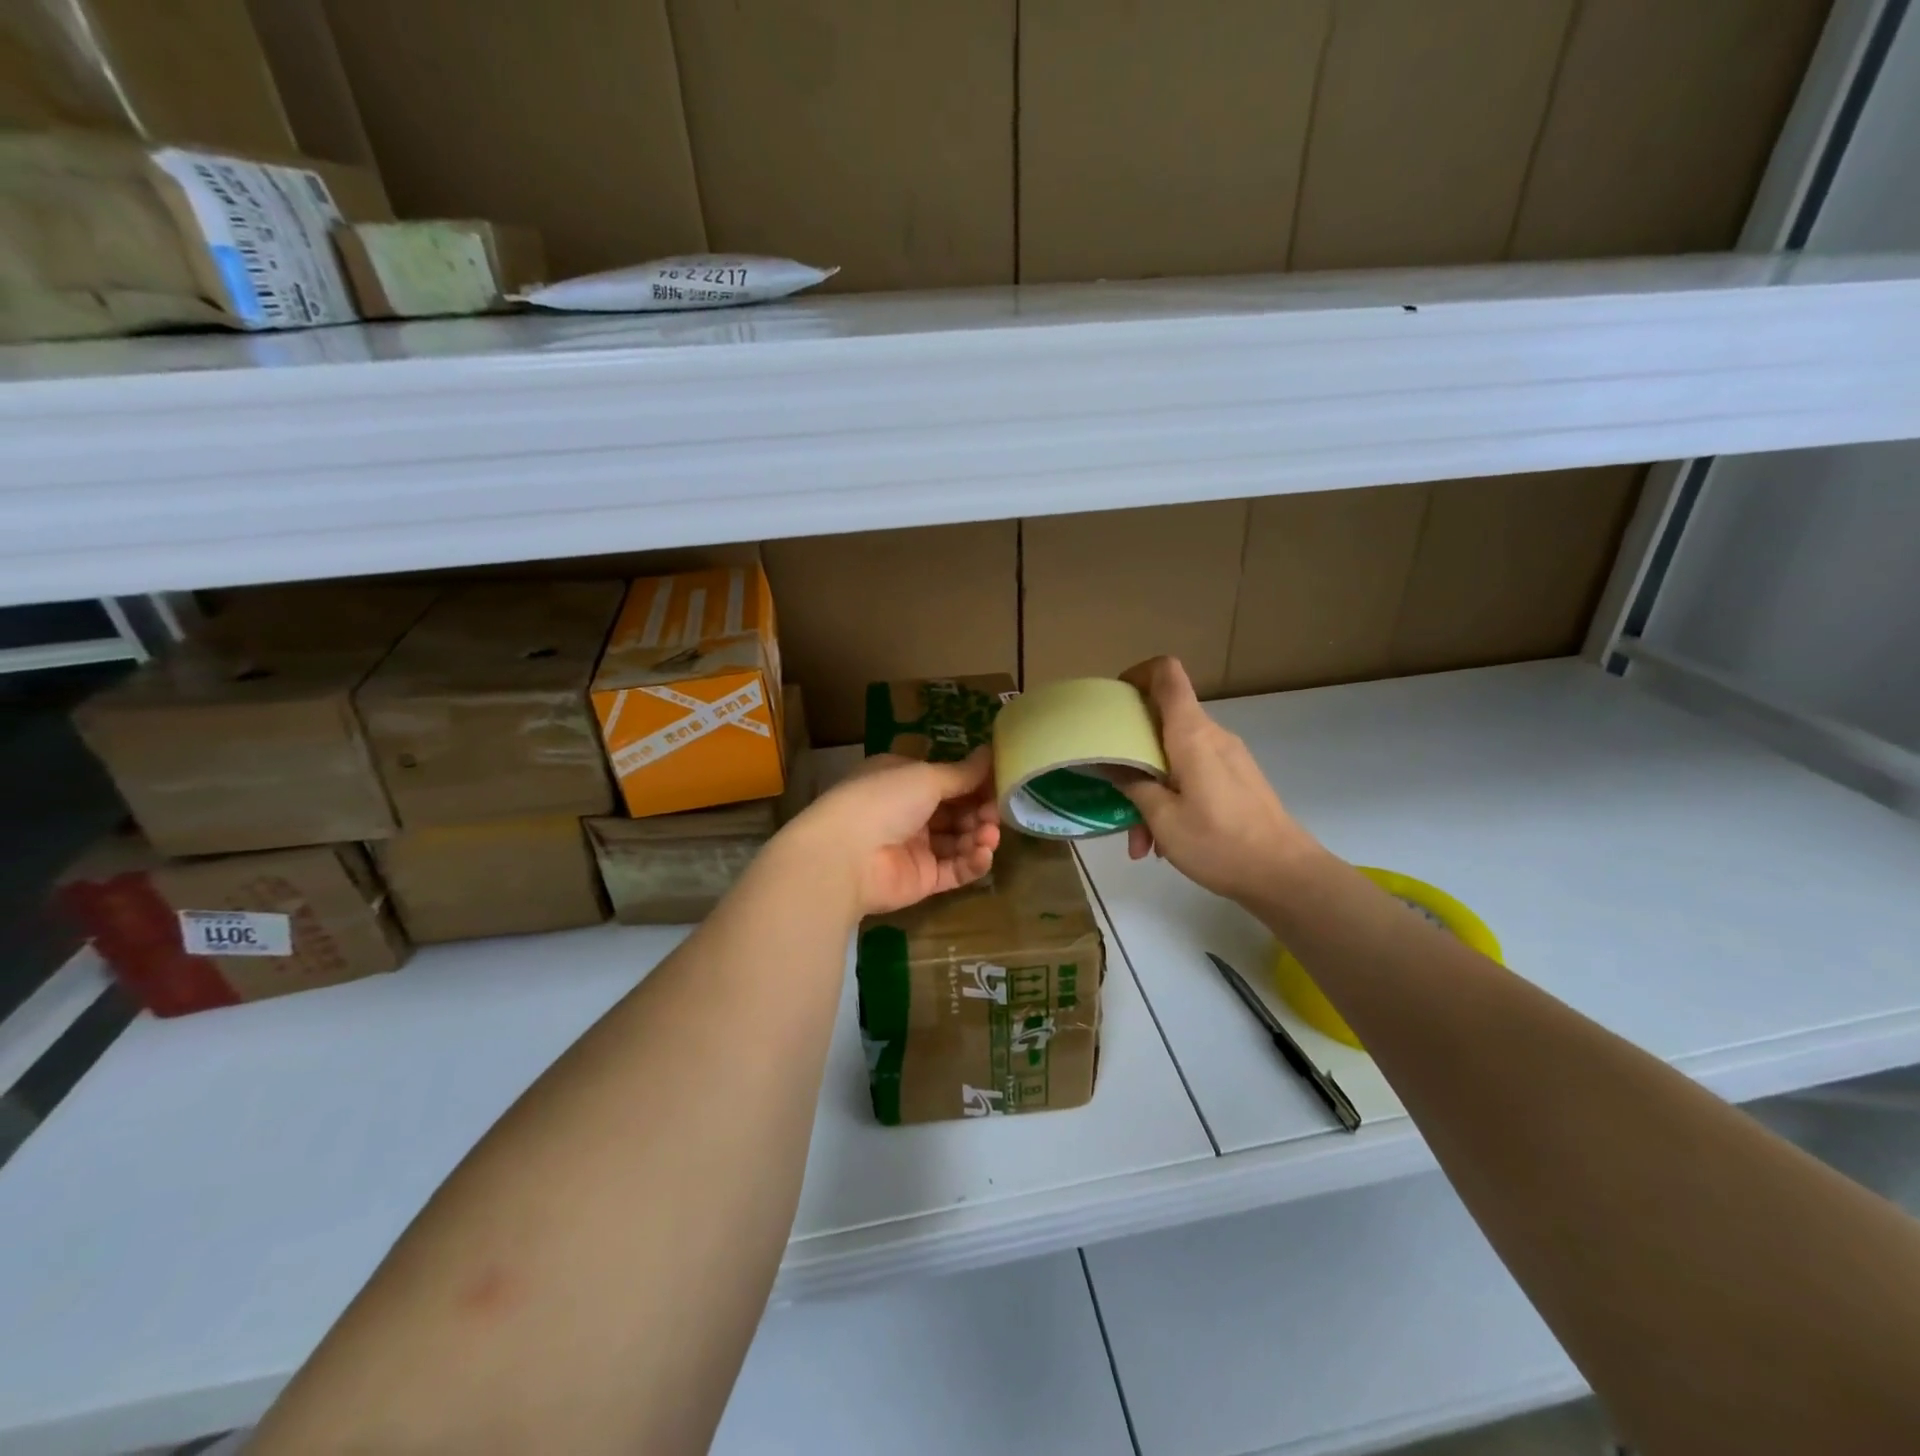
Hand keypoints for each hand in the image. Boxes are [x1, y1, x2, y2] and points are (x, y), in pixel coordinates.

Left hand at [785, 748, 1000, 916]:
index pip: (945, 780)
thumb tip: (991, 752)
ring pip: (958, 840)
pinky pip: (954, 870)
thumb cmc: (883, 801)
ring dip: (978, 836)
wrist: (845, 856)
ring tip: (989, 836)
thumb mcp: (926, 777)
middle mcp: (907, 812)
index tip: (1001, 784)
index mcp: (902, 780)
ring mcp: (914, 847)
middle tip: (996, 813)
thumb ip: (962, 773)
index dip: (974, 783)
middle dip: (980, 811)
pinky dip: (972, 862)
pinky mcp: (921, 880)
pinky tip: (983, 855)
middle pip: (956, 811)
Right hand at [1118, 657, 1320, 910]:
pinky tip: (1165, 843)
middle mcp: (1211, 735)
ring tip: (1142, 843)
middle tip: (1113, 793)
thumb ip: (1133, 785)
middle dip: (1132, 755)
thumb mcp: (1163, 819)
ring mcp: (1227, 757)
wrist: (1286, 875)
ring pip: (1174, 757)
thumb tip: (1112, 763)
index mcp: (1191, 734)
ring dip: (1151, 791)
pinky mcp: (1236, 779)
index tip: (1114, 702)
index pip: (1166, 673)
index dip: (1137, 675)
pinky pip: (1193, 775)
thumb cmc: (1220, 842)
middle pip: (1163, 721)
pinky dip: (1172, 799)